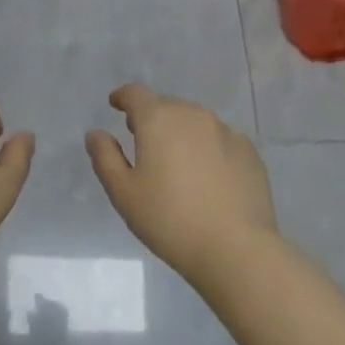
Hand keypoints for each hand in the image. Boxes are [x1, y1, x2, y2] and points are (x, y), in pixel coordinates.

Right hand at [87, 84, 277, 283]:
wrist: (237, 250)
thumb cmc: (171, 221)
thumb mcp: (124, 194)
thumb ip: (105, 157)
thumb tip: (95, 133)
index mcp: (158, 118)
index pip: (135, 94)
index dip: (123, 97)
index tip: (116, 105)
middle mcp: (191, 113)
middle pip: (165, 106)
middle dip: (152, 118)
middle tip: (144, 142)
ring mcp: (224, 130)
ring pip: (194, 121)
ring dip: (181, 132)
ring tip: (177, 161)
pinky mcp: (248, 151)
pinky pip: (220, 139)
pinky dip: (209, 148)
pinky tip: (209, 176)